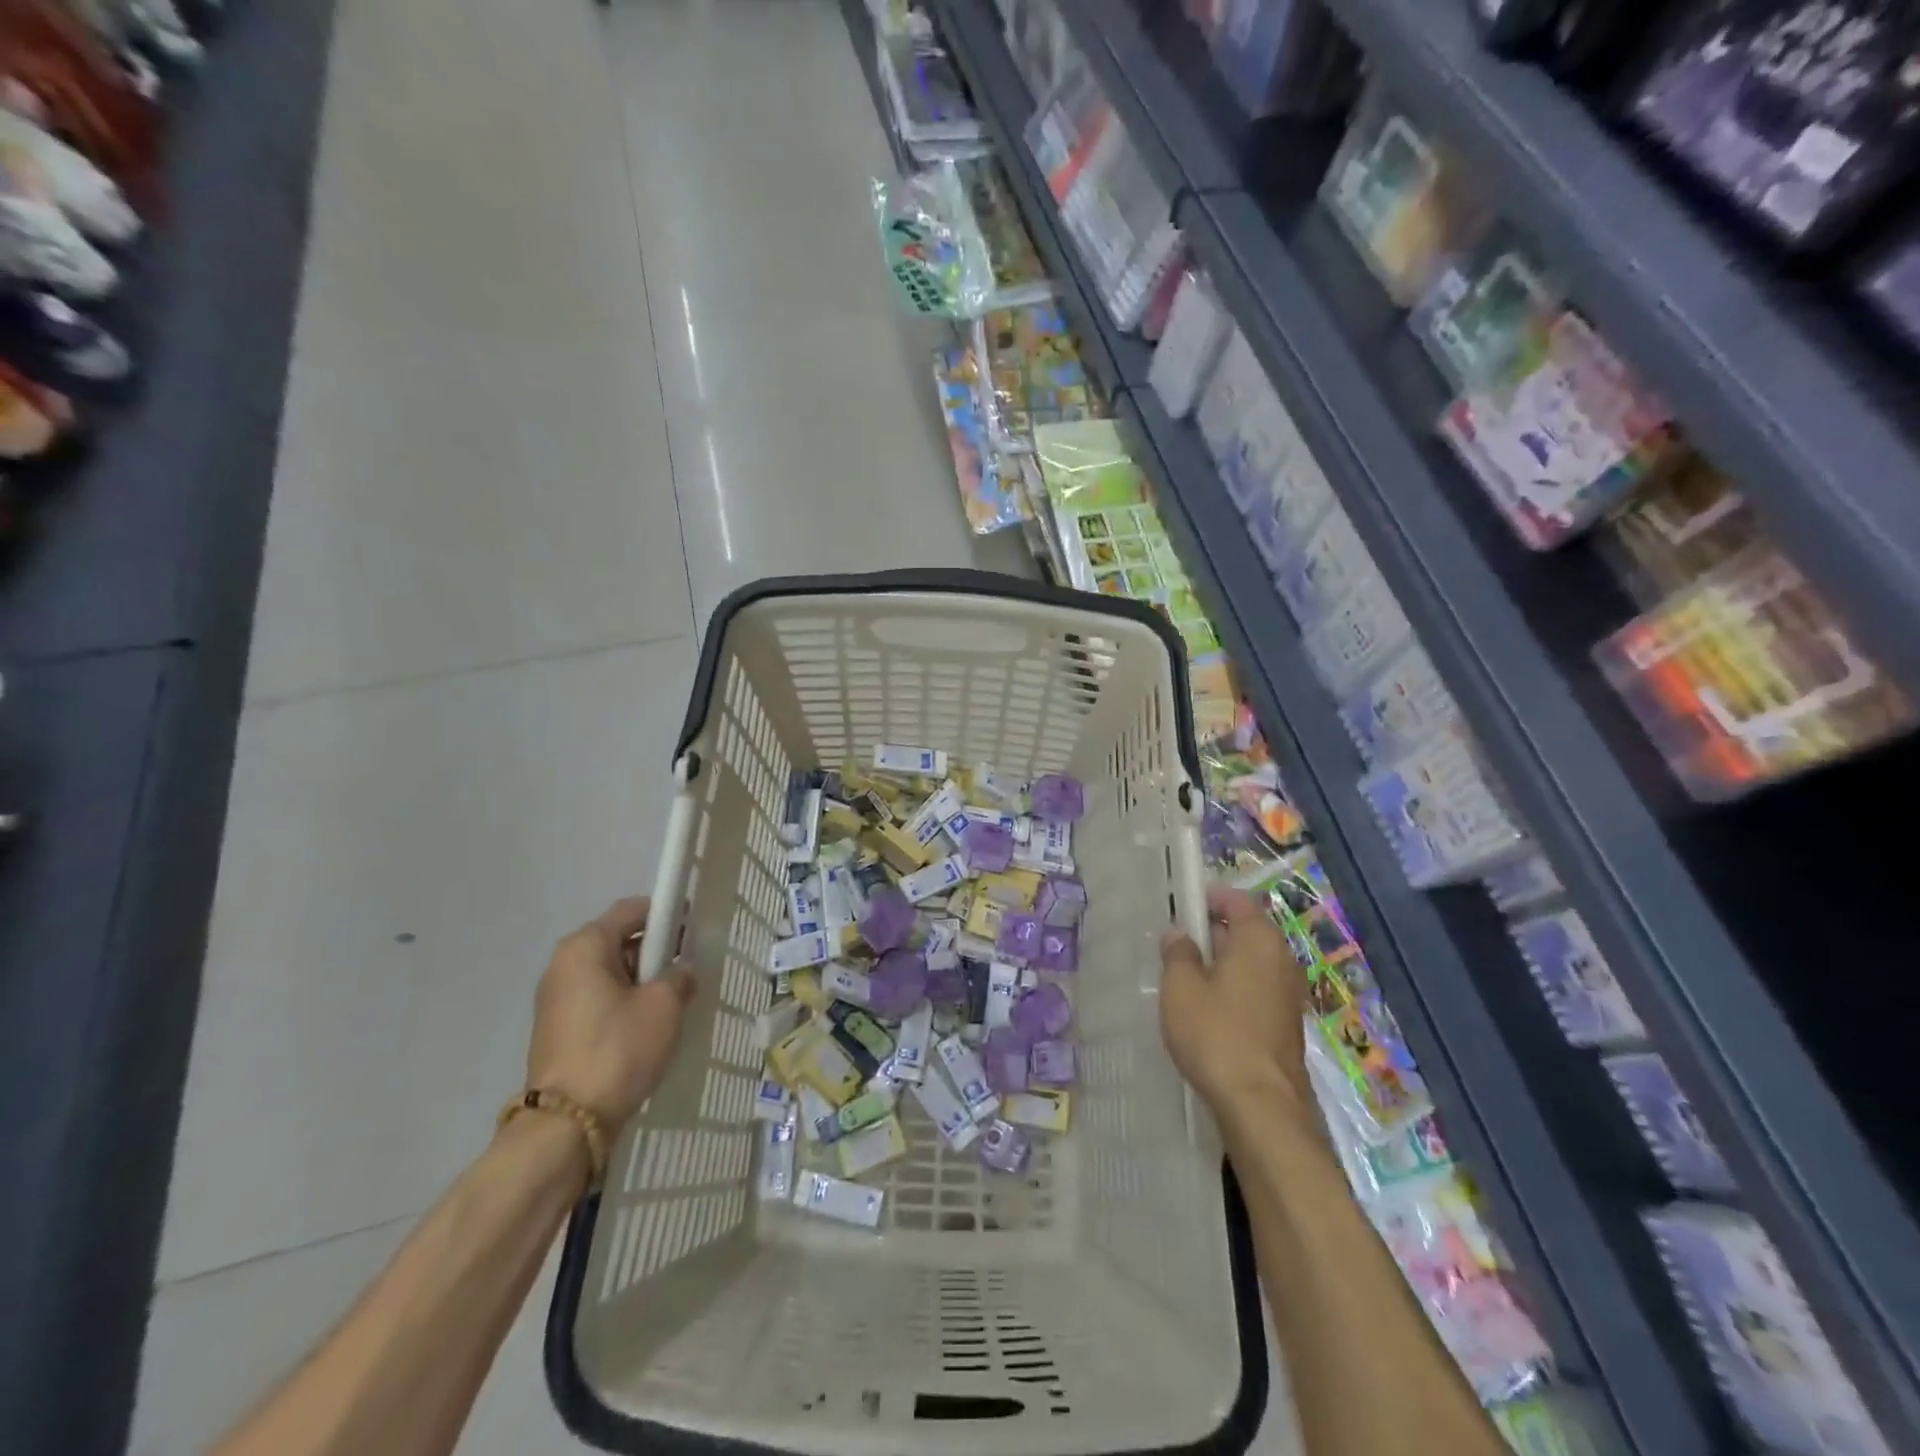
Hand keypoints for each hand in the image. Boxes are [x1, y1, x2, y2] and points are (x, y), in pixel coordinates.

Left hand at [526, 896, 697, 1128]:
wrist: (567, 1124)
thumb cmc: (619, 1048)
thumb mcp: (664, 1005)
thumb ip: (680, 975)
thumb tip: (681, 970)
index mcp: (585, 946)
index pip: (633, 910)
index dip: (668, 915)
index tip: (694, 933)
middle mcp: (563, 964)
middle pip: (619, 939)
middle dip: (656, 951)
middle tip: (687, 971)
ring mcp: (556, 998)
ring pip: (610, 972)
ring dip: (642, 980)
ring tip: (672, 1002)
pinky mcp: (557, 1028)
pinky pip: (599, 998)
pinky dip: (624, 1002)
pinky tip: (647, 1026)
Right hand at [1160, 885, 1310, 1118]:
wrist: (1261, 1106)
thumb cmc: (1216, 1034)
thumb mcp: (1181, 988)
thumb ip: (1178, 953)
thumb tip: (1180, 933)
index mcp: (1259, 939)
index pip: (1235, 900)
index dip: (1207, 898)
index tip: (1180, 906)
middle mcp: (1281, 959)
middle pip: (1244, 930)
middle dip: (1210, 933)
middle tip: (1174, 947)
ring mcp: (1288, 993)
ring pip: (1249, 963)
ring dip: (1220, 965)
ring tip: (1184, 981)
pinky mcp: (1286, 1024)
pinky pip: (1255, 990)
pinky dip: (1233, 990)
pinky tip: (1207, 1011)